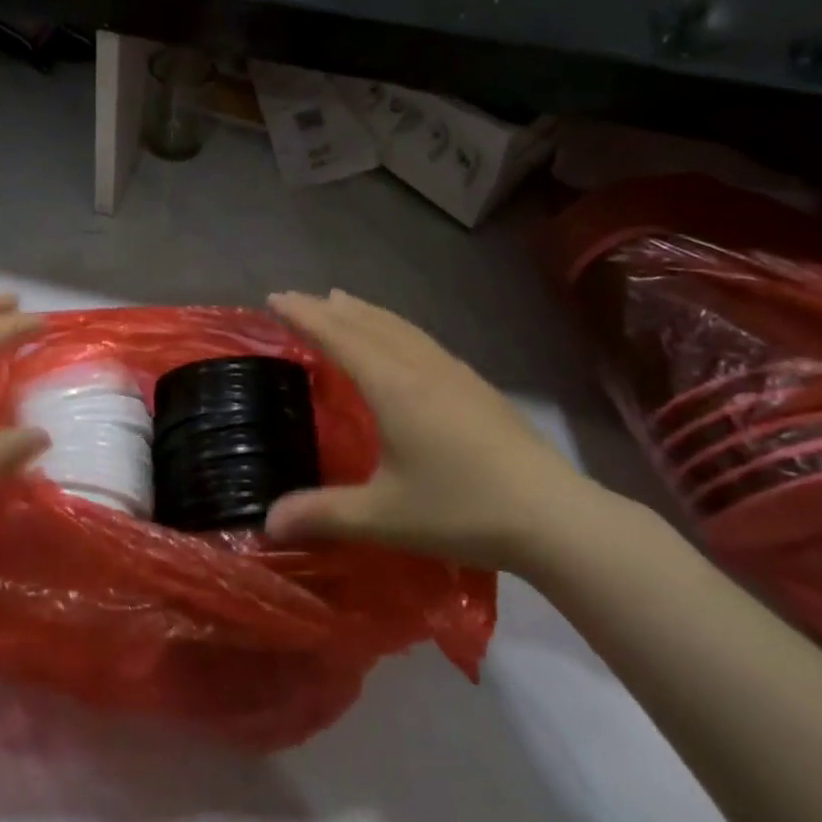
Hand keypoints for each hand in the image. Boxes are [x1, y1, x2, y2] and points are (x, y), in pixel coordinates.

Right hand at [264, 289, 606, 572]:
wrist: (556, 516)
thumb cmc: (463, 510)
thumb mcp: (384, 517)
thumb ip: (323, 514)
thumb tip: (266, 522)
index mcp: (393, 387)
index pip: (338, 337)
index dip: (304, 316)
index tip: (275, 298)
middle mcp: (420, 367)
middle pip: (366, 323)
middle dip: (327, 308)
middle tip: (296, 299)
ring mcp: (453, 372)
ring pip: (398, 327)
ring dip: (363, 311)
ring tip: (340, 301)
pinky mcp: (476, 385)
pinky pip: (420, 339)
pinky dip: (392, 327)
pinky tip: (398, 341)